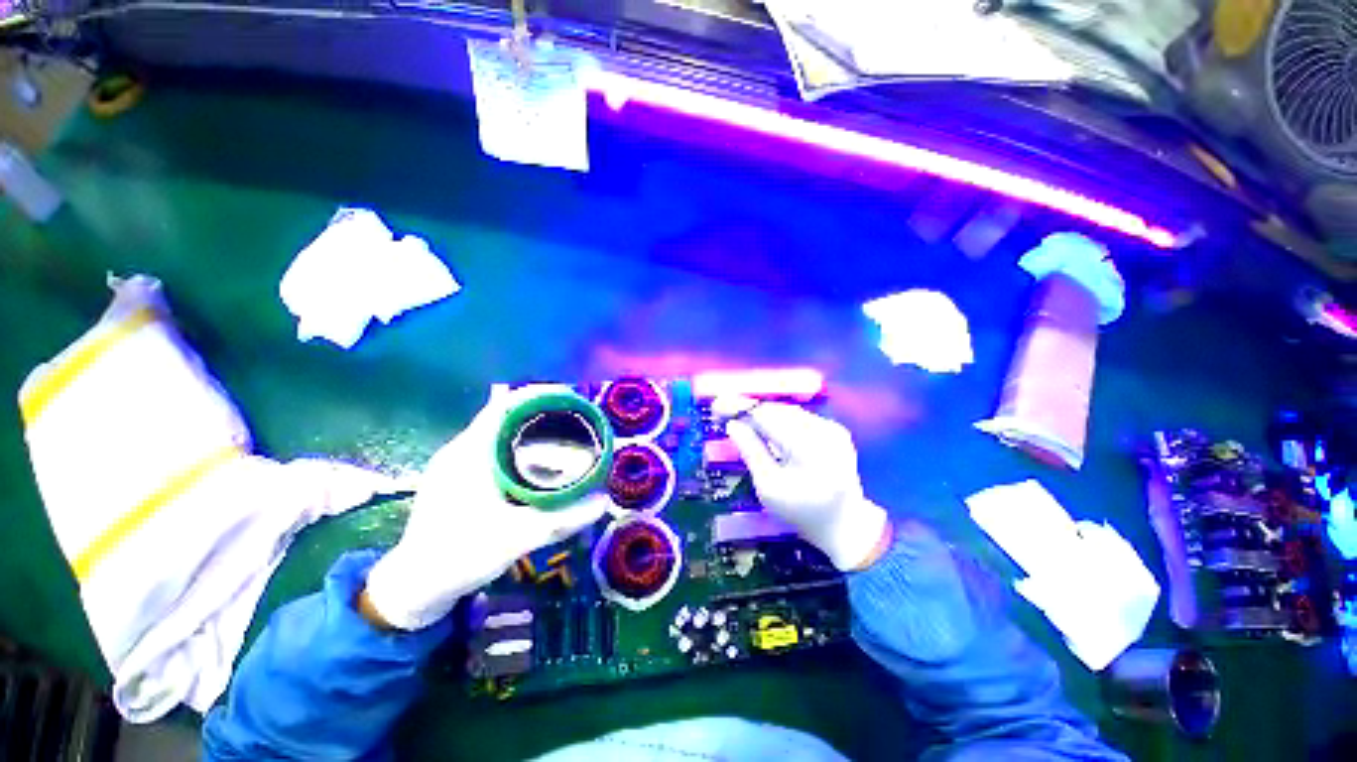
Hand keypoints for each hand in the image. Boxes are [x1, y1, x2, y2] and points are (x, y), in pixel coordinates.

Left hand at [363, 385, 607, 630]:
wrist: (415, 586)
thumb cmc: (462, 555)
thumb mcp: (518, 538)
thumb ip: (563, 519)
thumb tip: (604, 501)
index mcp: (471, 453)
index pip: (504, 405)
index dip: (538, 394)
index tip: (569, 397)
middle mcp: (460, 450)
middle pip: (504, 415)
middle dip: (540, 412)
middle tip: (574, 419)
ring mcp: (454, 463)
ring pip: (497, 432)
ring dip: (528, 429)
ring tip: (561, 436)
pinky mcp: (454, 477)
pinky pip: (491, 448)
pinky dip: (516, 446)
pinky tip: (533, 463)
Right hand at [723, 400, 889, 570]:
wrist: (845, 525)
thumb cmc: (802, 512)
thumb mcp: (769, 487)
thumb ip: (751, 451)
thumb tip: (733, 425)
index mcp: (808, 448)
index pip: (767, 416)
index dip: (740, 408)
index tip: (717, 406)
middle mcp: (824, 431)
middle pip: (778, 410)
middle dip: (750, 410)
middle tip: (725, 413)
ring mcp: (832, 429)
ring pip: (788, 412)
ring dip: (764, 415)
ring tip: (742, 421)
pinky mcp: (835, 431)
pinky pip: (800, 418)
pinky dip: (780, 421)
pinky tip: (767, 429)